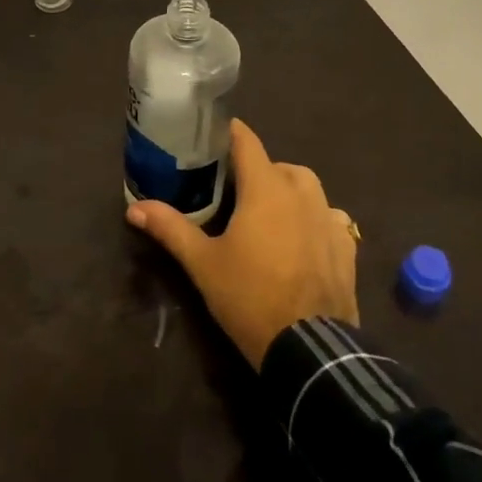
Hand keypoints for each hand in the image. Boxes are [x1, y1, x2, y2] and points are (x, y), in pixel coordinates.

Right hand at [125, 119, 358, 368]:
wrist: (309, 348)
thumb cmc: (250, 297)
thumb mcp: (203, 263)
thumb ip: (170, 228)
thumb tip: (134, 208)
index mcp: (266, 188)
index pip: (247, 142)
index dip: (230, 133)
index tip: (213, 134)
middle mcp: (301, 192)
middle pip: (277, 165)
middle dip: (257, 170)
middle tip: (234, 191)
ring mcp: (329, 218)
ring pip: (307, 188)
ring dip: (288, 190)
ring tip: (268, 213)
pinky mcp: (346, 245)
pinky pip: (329, 217)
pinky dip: (314, 218)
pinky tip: (303, 239)